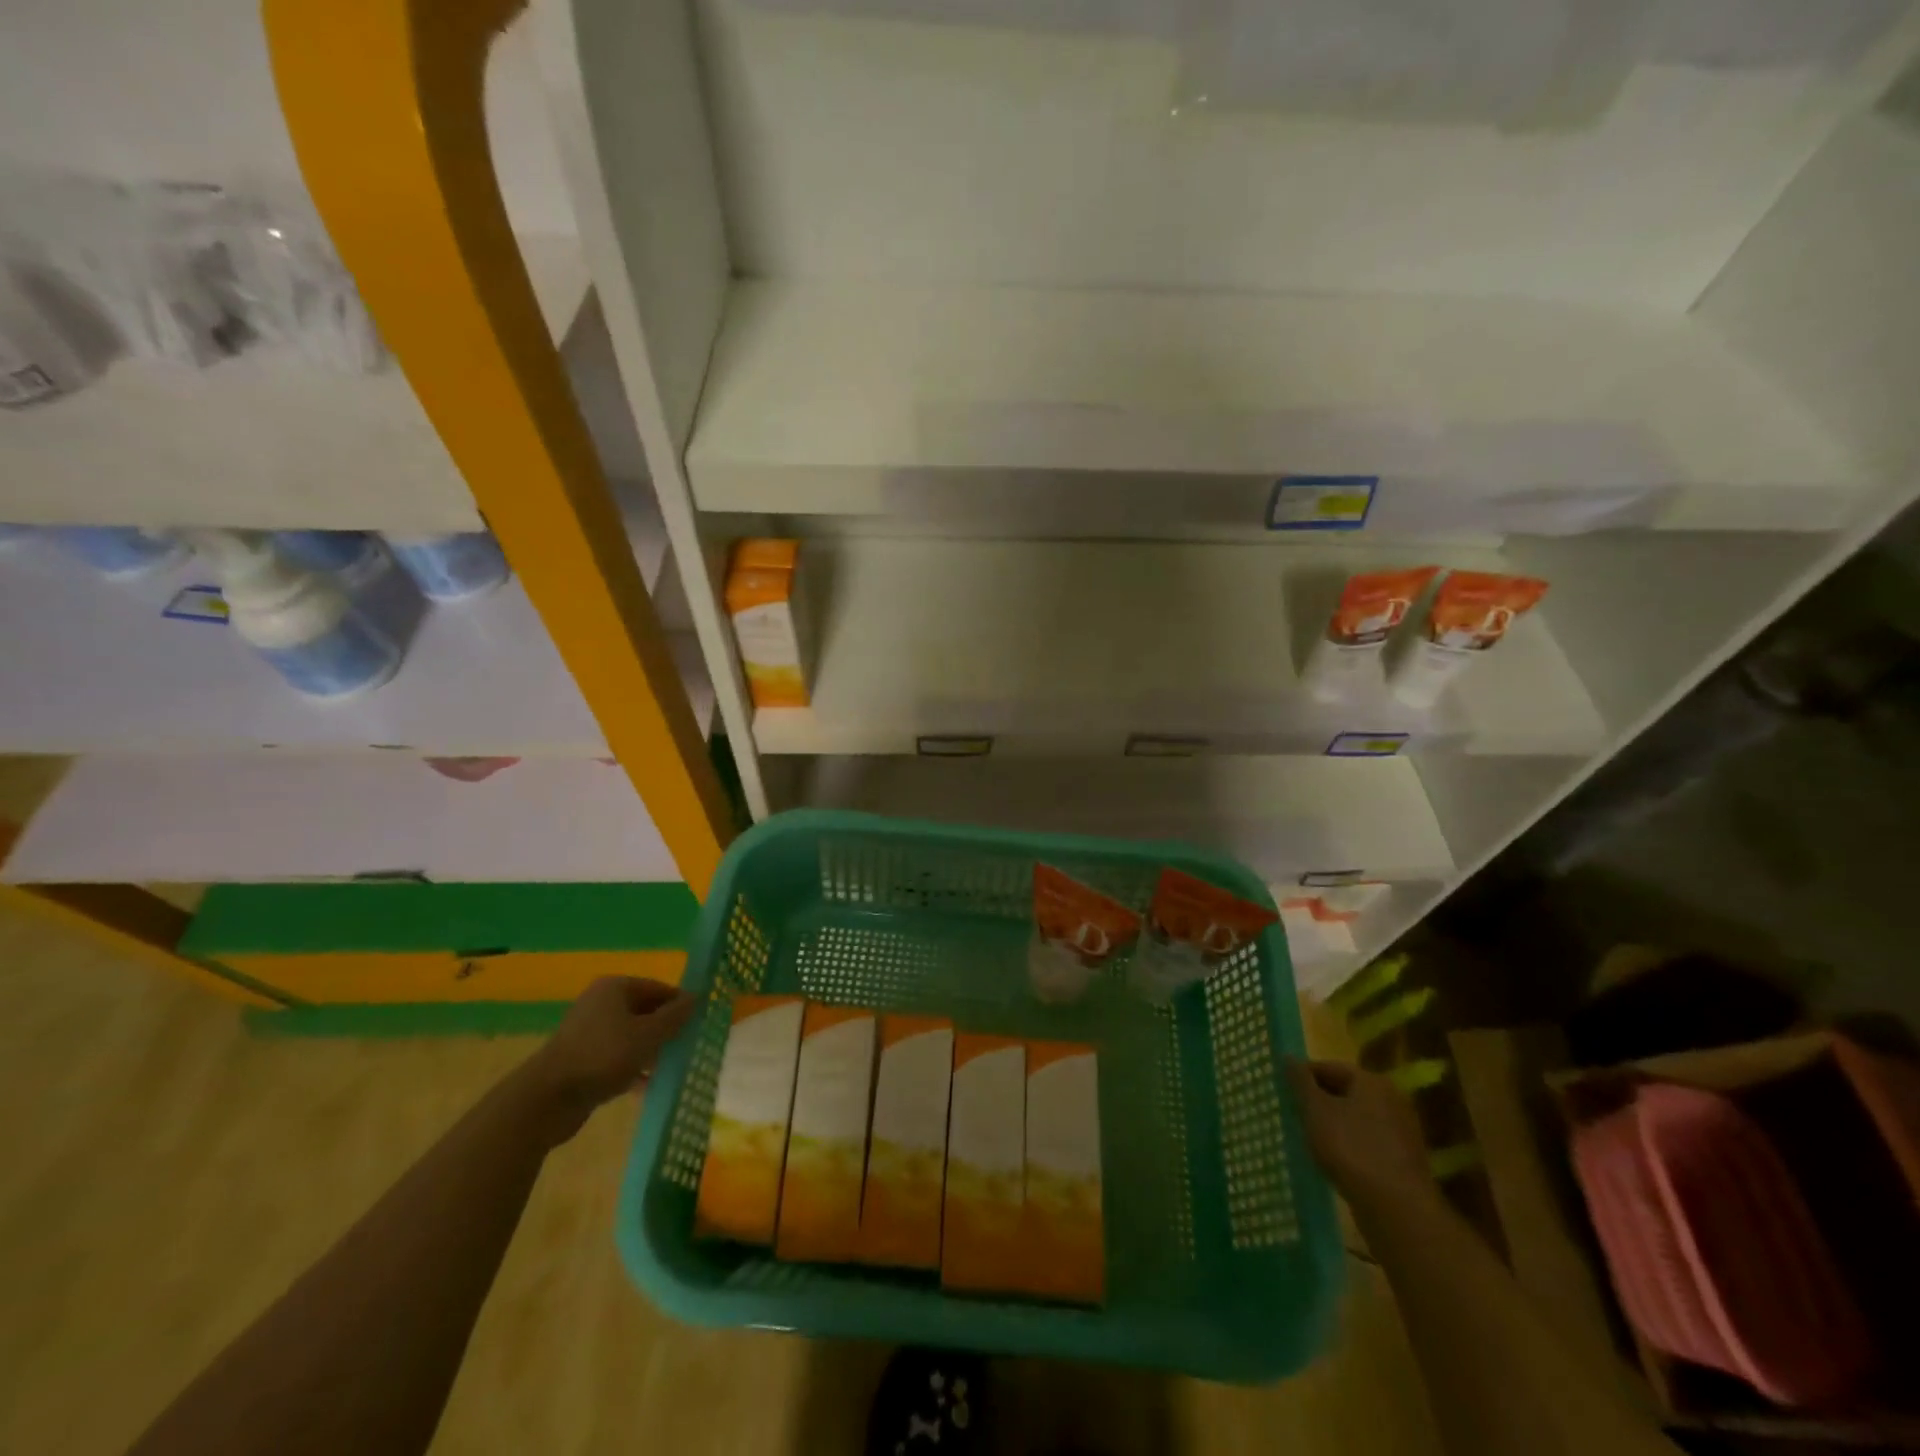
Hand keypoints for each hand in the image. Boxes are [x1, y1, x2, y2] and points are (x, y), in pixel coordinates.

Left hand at [521, 977, 698, 1144]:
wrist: (546, 1100)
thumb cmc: (603, 1056)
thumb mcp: (648, 1035)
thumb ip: (674, 1017)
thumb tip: (695, 998)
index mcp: (615, 988)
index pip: (658, 988)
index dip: (680, 1004)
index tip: (699, 1022)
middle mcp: (601, 1004)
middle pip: (644, 1011)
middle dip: (666, 1029)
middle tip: (688, 1045)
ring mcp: (589, 1033)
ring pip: (632, 1036)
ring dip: (652, 1051)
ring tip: (673, 1067)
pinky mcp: (582, 1060)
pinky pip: (617, 1057)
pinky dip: (633, 1068)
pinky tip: (648, 1086)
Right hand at [1285, 1059, 1435, 1212]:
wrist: (1397, 1210)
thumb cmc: (1351, 1149)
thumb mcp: (1316, 1110)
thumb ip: (1300, 1082)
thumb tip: (1288, 1057)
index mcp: (1372, 1082)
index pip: (1329, 1068)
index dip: (1302, 1077)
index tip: (1282, 1090)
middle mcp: (1392, 1101)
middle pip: (1345, 1092)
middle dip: (1317, 1101)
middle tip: (1291, 1112)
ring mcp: (1401, 1133)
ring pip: (1355, 1119)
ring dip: (1331, 1125)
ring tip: (1307, 1137)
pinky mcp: (1402, 1162)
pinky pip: (1366, 1142)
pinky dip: (1347, 1146)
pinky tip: (1331, 1160)